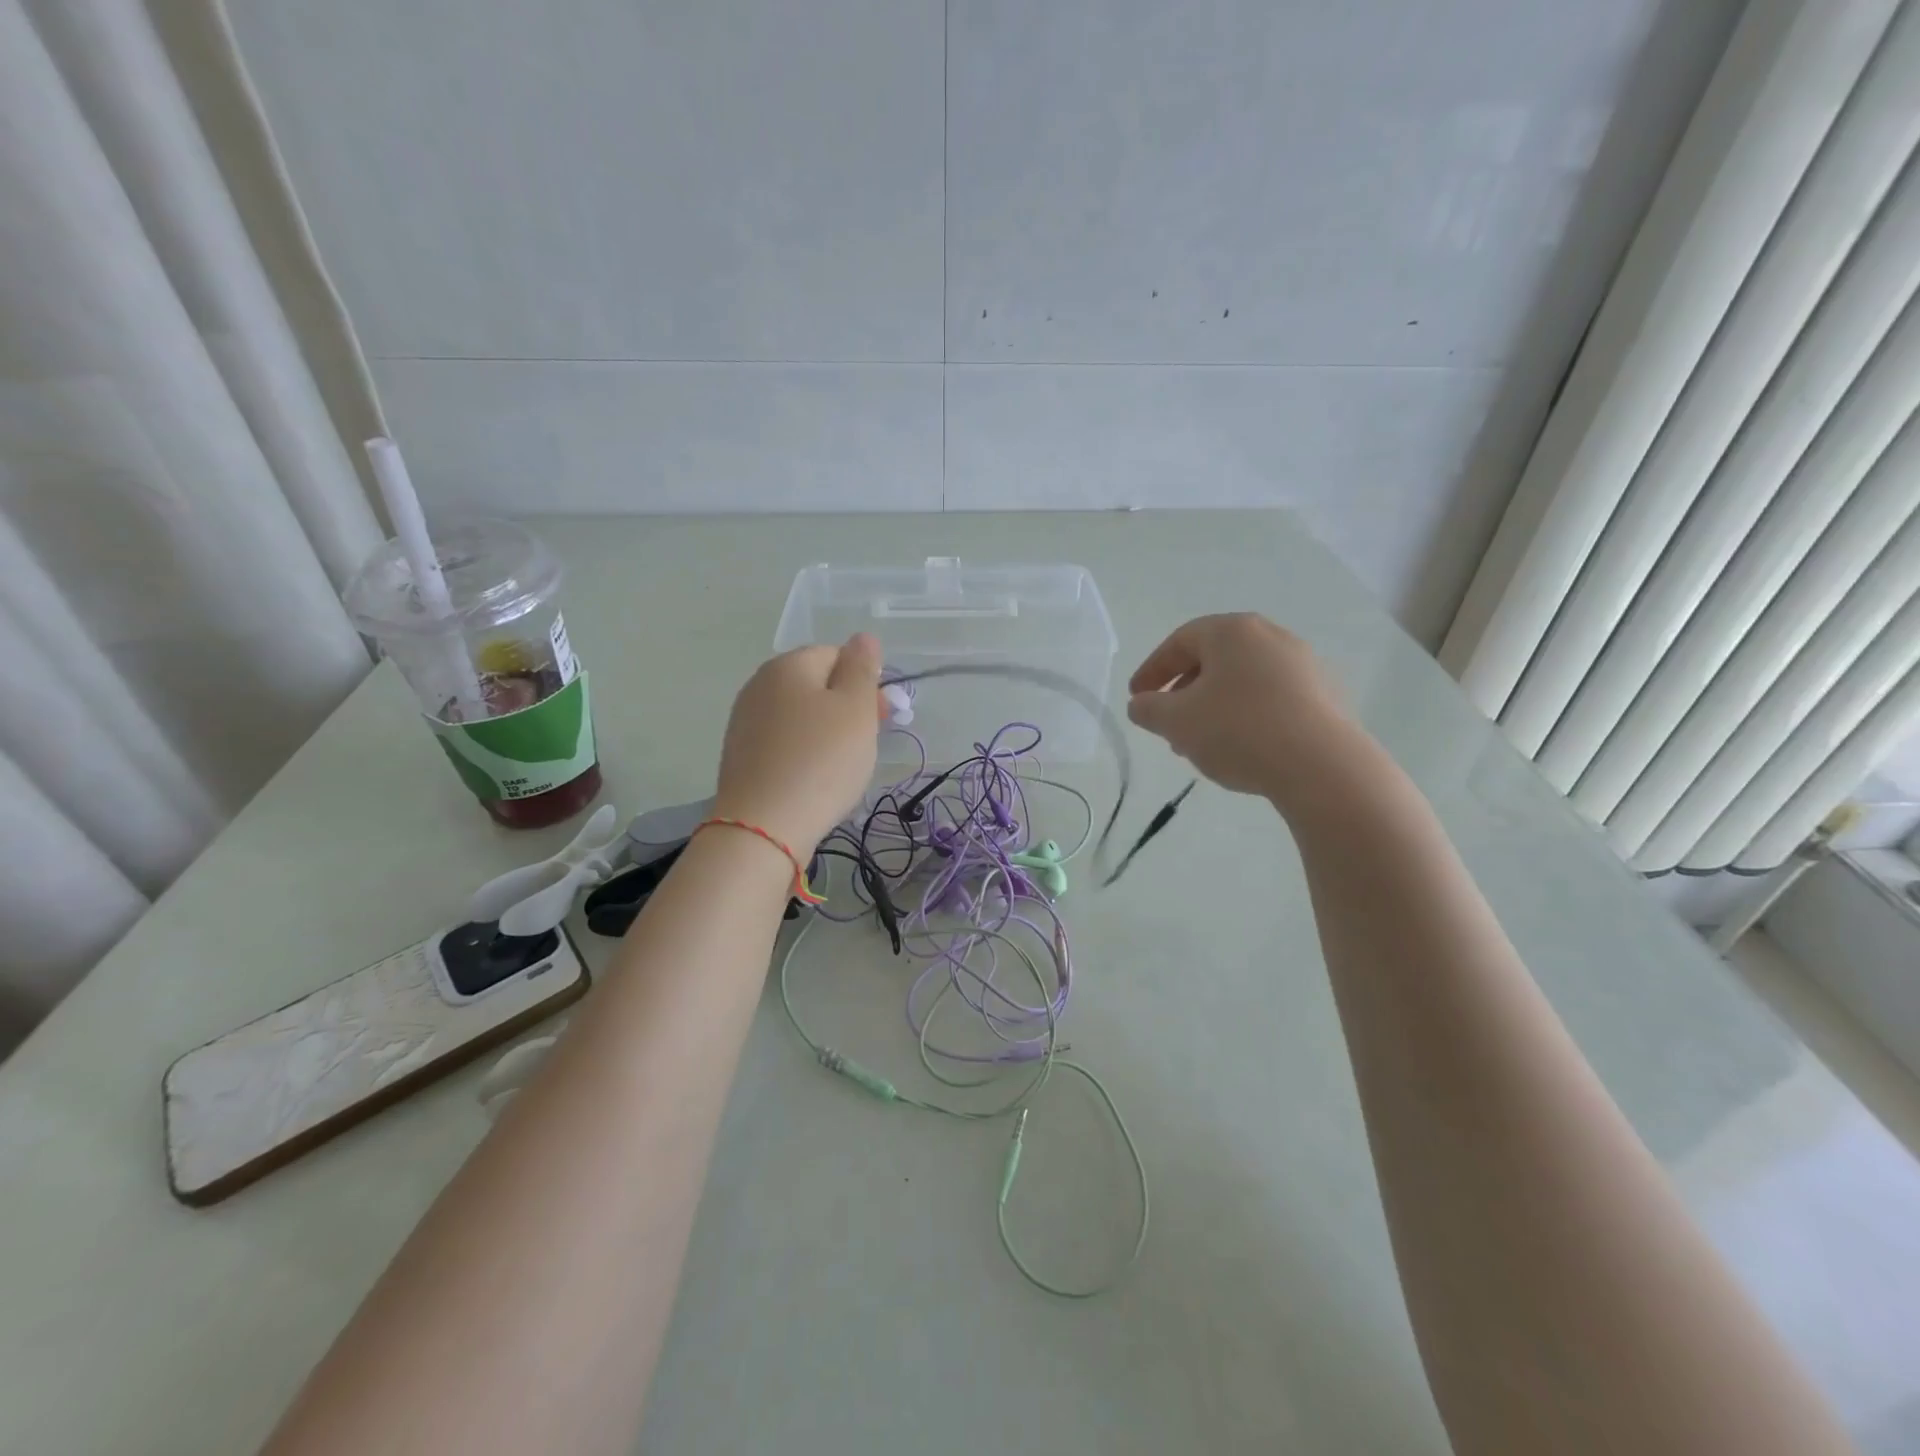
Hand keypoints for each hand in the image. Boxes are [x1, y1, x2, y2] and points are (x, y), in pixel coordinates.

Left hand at [712, 633, 882, 852]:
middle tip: (865, 745)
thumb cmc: (821, 761)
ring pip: (800, 717)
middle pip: (816, 685)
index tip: (879, 717)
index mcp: (788, 665)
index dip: (863, 683)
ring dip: (826, 734)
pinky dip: (803, 755)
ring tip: (841, 768)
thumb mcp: (856, 709)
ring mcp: (745, 722)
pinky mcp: (740, 756)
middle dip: (846, 709)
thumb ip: (862, 668)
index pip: (836, 655)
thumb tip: (862, 638)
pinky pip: (783, 744)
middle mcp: (759, 685)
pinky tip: (813, 781)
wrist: (764, 827)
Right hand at [1126, 613, 1355, 803]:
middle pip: (1214, 660)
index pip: (1180, 642)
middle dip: (1184, 693)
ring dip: (1214, 708)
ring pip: (1243, 682)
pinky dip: (1247, 717)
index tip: (1137, 698)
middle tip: (1168, 726)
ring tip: (1202, 745)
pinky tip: (1242, 749)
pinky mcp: (1326, 696)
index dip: (1152, 670)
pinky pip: (1272, 699)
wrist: (1323, 767)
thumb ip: (1148, 709)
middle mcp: (1271, 637)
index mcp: (1233, 632)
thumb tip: (1141, 704)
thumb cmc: (1238, 731)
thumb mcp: (1176, 722)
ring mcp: (1304, 666)